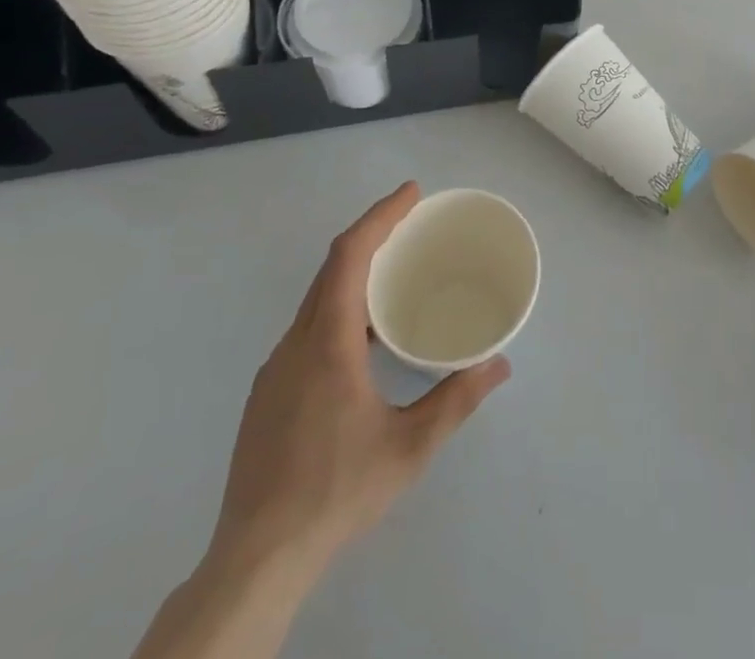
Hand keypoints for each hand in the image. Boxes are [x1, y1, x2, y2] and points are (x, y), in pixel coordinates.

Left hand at [207, 182, 510, 583]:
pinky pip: (307, 327)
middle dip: (372, 235)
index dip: (380, 216)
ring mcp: (275, 370)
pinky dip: (340, 306)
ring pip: (316, 300)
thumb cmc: (335, 491)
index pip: (349, 256)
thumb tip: (500, 363)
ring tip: (396, 275)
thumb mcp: (409, 447)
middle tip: (413, 223)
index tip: (411, 193)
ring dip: (355, 273)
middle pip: (331, 269)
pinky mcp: (267, 395)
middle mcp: (295, 344)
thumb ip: (457, 399)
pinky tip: (364, 339)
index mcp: (327, 342)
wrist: (254, 561)